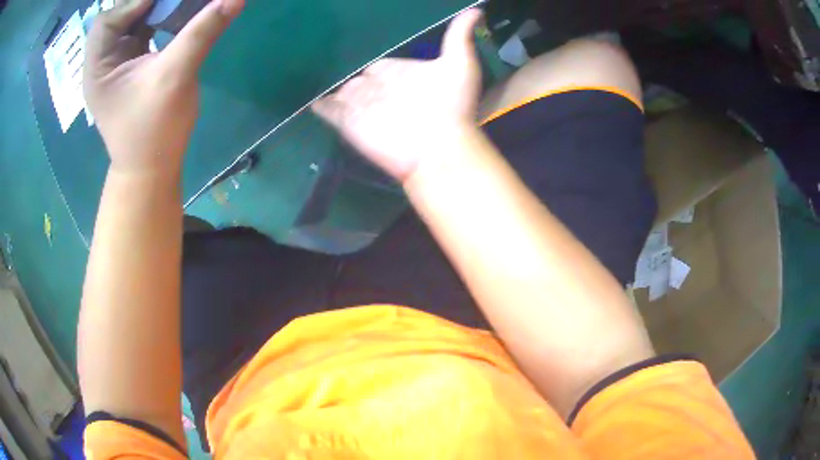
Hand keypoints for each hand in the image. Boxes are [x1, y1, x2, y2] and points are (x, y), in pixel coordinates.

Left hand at [84, 0, 243, 173]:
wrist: (153, 168)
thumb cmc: (154, 131)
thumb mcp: (175, 77)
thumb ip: (202, 32)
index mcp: (97, 69)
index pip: (107, 21)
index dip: (133, 4)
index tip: (162, 1)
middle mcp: (102, 63)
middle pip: (116, 17)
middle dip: (142, 4)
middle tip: (170, 1)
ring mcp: (115, 64)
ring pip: (128, 21)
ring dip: (151, 8)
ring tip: (174, 4)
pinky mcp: (130, 66)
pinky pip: (139, 31)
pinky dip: (155, 18)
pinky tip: (172, 16)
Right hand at [312, 9, 483, 182]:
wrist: (436, 147)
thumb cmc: (450, 104)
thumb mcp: (459, 63)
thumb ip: (459, 35)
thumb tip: (476, 9)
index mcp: (399, 71)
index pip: (379, 63)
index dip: (371, 59)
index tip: (355, 49)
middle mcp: (378, 87)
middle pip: (357, 77)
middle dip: (346, 70)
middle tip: (324, 56)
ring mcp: (360, 105)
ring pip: (340, 90)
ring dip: (329, 84)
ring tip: (307, 69)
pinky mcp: (346, 122)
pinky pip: (326, 109)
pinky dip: (316, 103)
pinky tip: (304, 94)